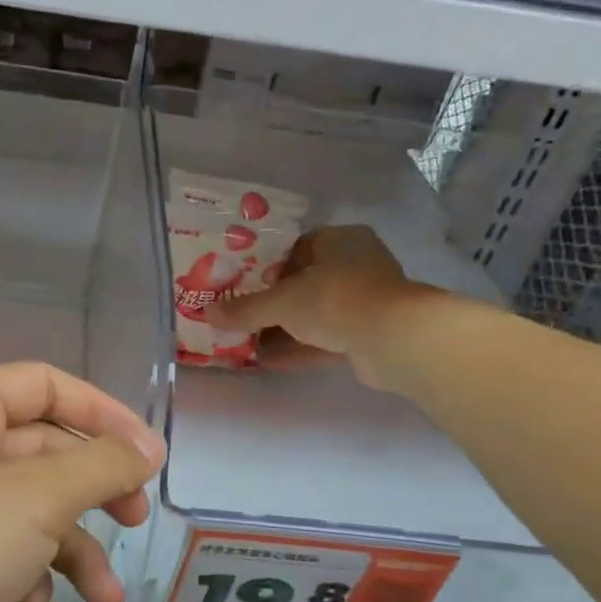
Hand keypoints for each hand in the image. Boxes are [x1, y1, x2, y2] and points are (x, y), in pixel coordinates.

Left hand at [0, 363, 162, 601]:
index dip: (105, 414)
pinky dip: (23, 572)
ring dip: (69, 547)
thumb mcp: (34, 501)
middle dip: (93, 491)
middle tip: (133, 521)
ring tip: (103, 598)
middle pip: (41, 450)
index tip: (150, 459)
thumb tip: (148, 448)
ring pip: (24, 508)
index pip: (46, 385)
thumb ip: (100, 466)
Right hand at [208, 226, 429, 387]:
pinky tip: (266, 360)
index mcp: (339, 241)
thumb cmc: (336, 299)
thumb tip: (207, 313)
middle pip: (302, 283)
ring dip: (281, 329)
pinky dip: (297, 348)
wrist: (393, 339)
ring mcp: (362, 302)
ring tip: (244, 341)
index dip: (265, 265)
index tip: (238, 282)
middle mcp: (354, 265)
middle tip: (237, 314)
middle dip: (270, 302)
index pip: (296, 247)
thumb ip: (245, 309)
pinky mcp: (365, 334)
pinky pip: (323, 339)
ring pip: (312, 314)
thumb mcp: (282, 301)